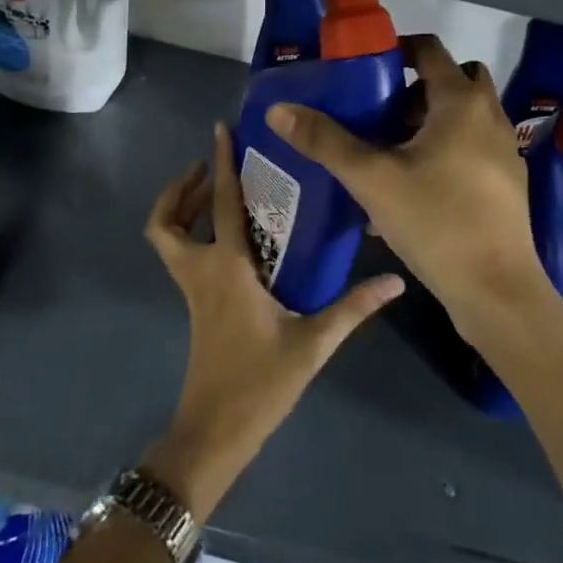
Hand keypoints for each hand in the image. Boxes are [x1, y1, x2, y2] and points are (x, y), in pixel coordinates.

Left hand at [142, 123, 402, 519]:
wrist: (214, 433)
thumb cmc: (259, 384)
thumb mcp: (312, 344)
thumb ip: (353, 308)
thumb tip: (396, 281)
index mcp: (226, 269)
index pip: (220, 204)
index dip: (219, 163)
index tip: (220, 129)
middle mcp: (201, 272)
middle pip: (166, 222)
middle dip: (180, 189)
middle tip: (209, 168)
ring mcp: (192, 290)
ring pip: (167, 240)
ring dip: (181, 210)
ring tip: (215, 194)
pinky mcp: (195, 306)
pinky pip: (183, 257)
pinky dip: (194, 236)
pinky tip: (233, 241)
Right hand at [265, 34, 543, 339]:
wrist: (497, 291)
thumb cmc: (436, 223)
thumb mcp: (372, 180)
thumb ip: (325, 142)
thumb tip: (279, 109)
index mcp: (461, 102)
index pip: (430, 49)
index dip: (397, 49)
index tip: (366, 67)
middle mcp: (489, 116)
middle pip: (454, 79)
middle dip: (415, 88)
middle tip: (379, 111)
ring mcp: (504, 150)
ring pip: (465, 115)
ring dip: (431, 120)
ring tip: (391, 150)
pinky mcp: (507, 182)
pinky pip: (473, 147)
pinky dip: (447, 148)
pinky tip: (416, 186)